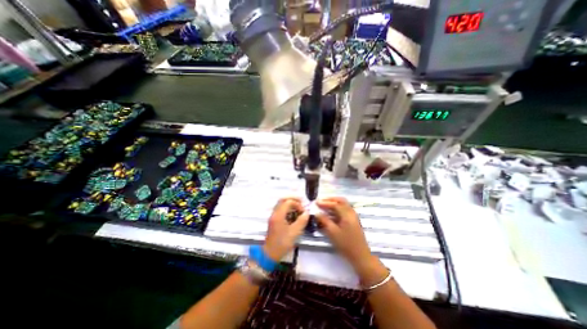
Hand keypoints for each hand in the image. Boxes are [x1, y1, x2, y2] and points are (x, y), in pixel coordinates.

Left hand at [264, 198, 308, 261]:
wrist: (270, 254)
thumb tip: (307, 213)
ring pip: (281, 204)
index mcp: (279, 215)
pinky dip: (287, 208)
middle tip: (301, 203)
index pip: (288, 202)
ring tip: (299, 208)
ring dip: (290, 204)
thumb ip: (302, 221)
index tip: (303, 211)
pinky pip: (281, 209)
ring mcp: (273, 216)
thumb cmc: (282, 243)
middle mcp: (275, 213)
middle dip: (293, 199)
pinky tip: (294, 214)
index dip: (297, 204)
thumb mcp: (294, 232)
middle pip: (283, 200)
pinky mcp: (274, 220)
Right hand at [316, 198, 370, 274]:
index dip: (325, 203)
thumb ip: (324, 220)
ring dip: (334, 203)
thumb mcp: (333, 232)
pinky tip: (331, 212)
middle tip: (321, 201)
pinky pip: (345, 209)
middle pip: (341, 201)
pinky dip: (337, 208)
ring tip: (324, 205)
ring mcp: (353, 216)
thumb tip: (317, 213)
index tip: (316, 202)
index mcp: (347, 215)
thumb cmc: (346, 244)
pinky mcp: (353, 220)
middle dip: (330, 199)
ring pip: (343, 204)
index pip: (335, 204)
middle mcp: (351, 212)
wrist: (360, 256)